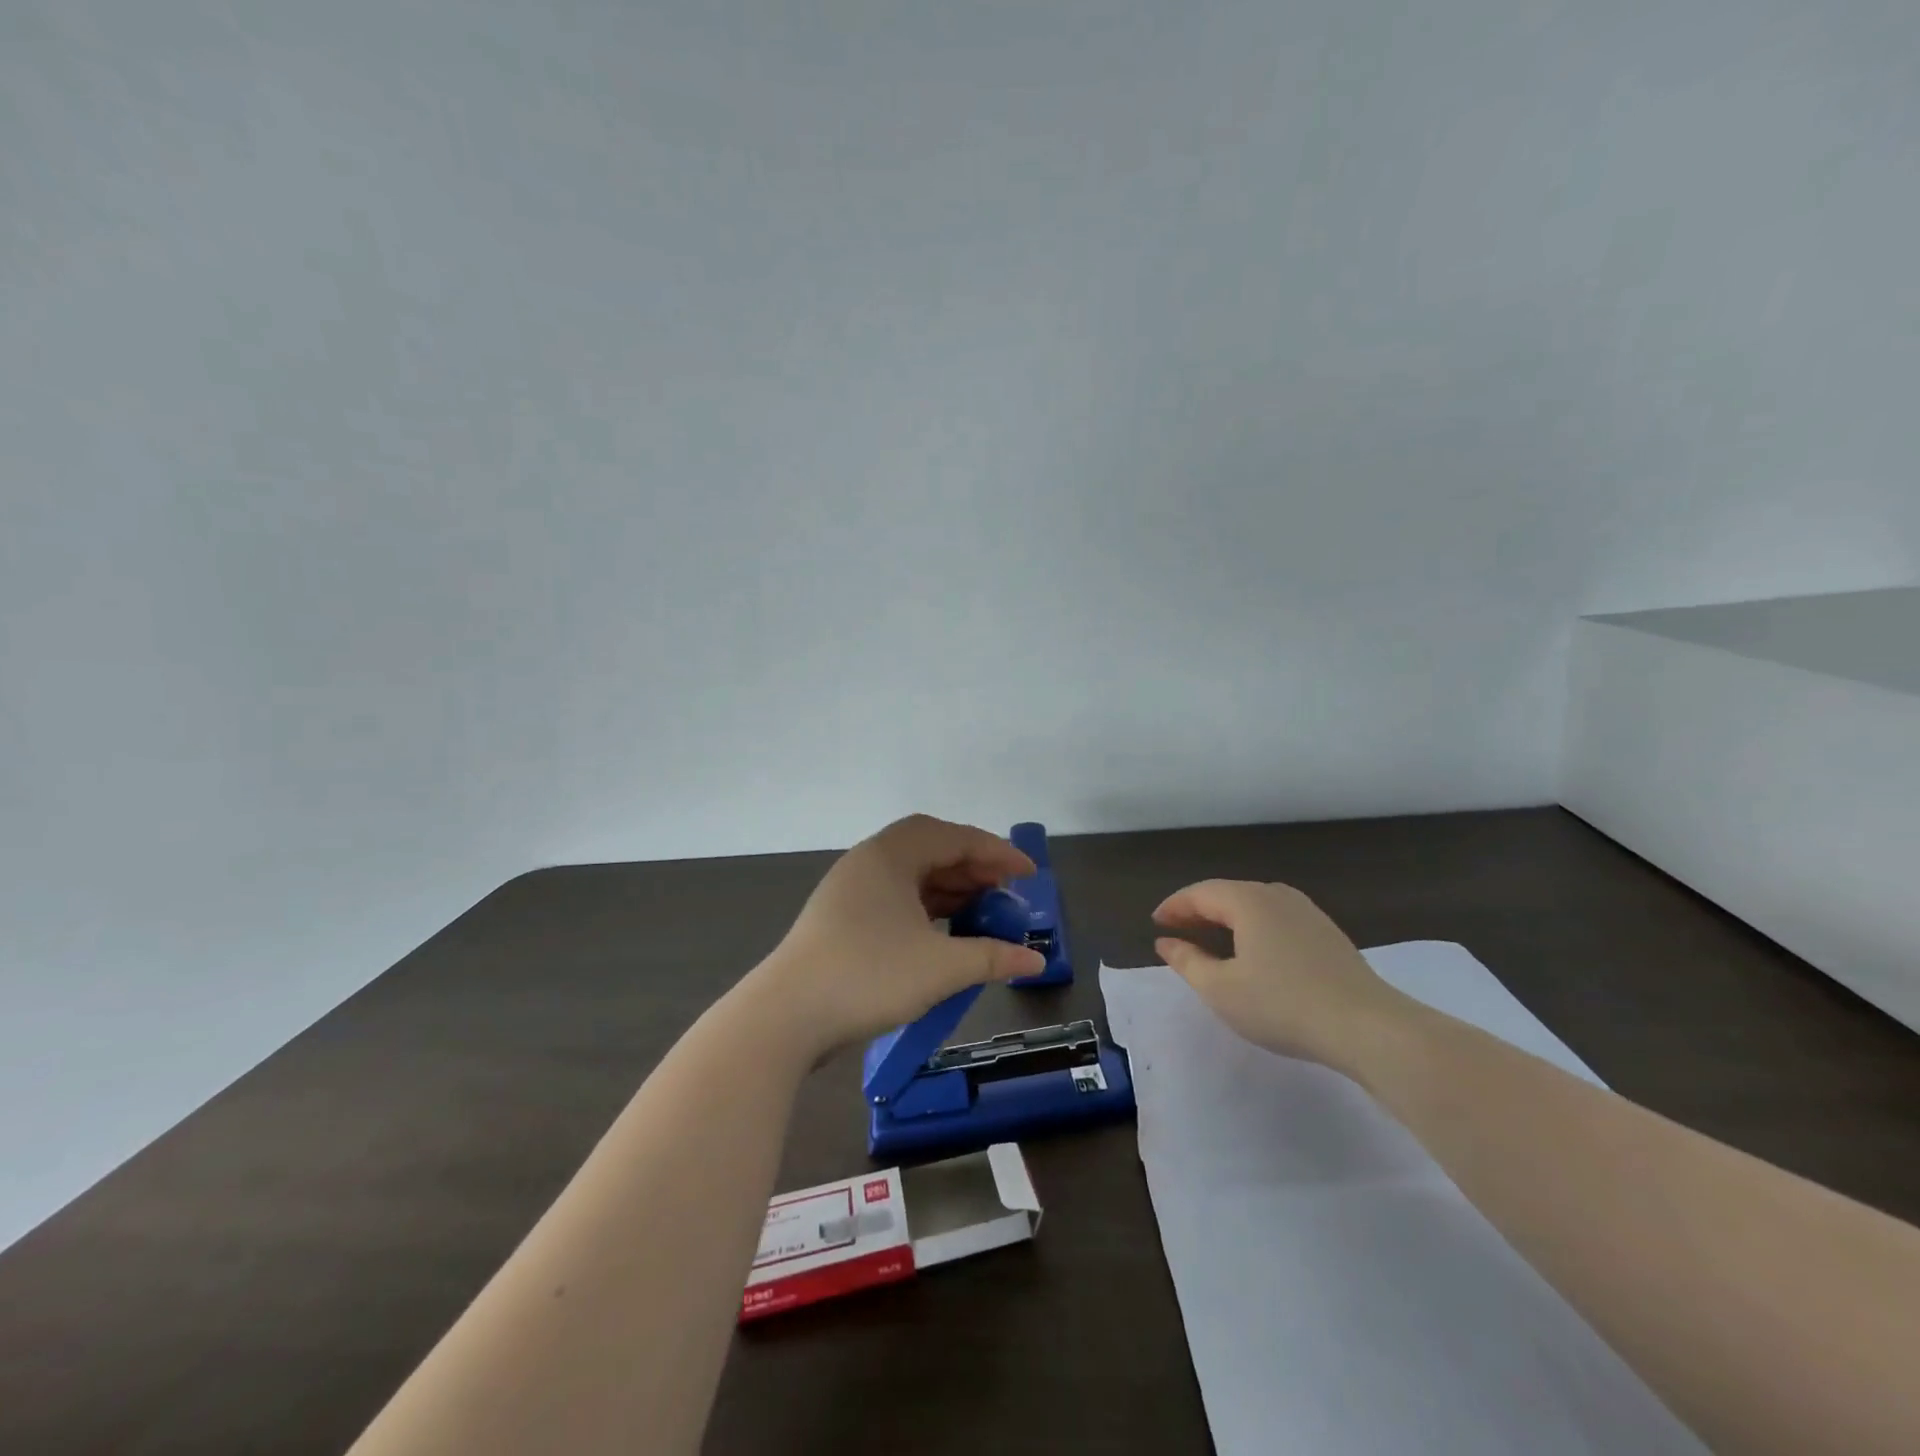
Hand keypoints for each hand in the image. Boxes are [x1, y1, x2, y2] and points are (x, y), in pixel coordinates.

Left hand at [757, 814, 1046, 1058]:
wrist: (785, 1017)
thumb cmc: (868, 976)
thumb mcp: (940, 967)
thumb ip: (992, 957)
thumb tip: (1034, 960)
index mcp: (889, 854)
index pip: (954, 837)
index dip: (997, 852)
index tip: (1029, 874)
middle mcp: (869, 862)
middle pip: (932, 850)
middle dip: (974, 869)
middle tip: (1007, 895)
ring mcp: (851, 890)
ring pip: (912, 876)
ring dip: (951, 890)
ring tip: (984, 914)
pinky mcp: (842, 919)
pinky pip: (896, 898)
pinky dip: (927, 909)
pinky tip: (947, 933)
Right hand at [1152, 879, 1410, 1071]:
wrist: (1367, 1027)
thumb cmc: (1282, 1005)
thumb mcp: (1221, 989)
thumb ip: (1188, 962)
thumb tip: (1166, 943)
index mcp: (1248, 901)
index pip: (1200, 893)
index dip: (1175, 906)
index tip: (1156, 923)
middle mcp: (1277, 895)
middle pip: (1228, 894)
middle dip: (1199, 910)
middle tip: (1178, 930)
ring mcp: (1307, 913)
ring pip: (1255, 905)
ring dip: (1228, 918)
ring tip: (1211, 940)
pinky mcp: (1327, 934)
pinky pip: (1277, 919)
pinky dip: (1253, 928)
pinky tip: (1254, 953)